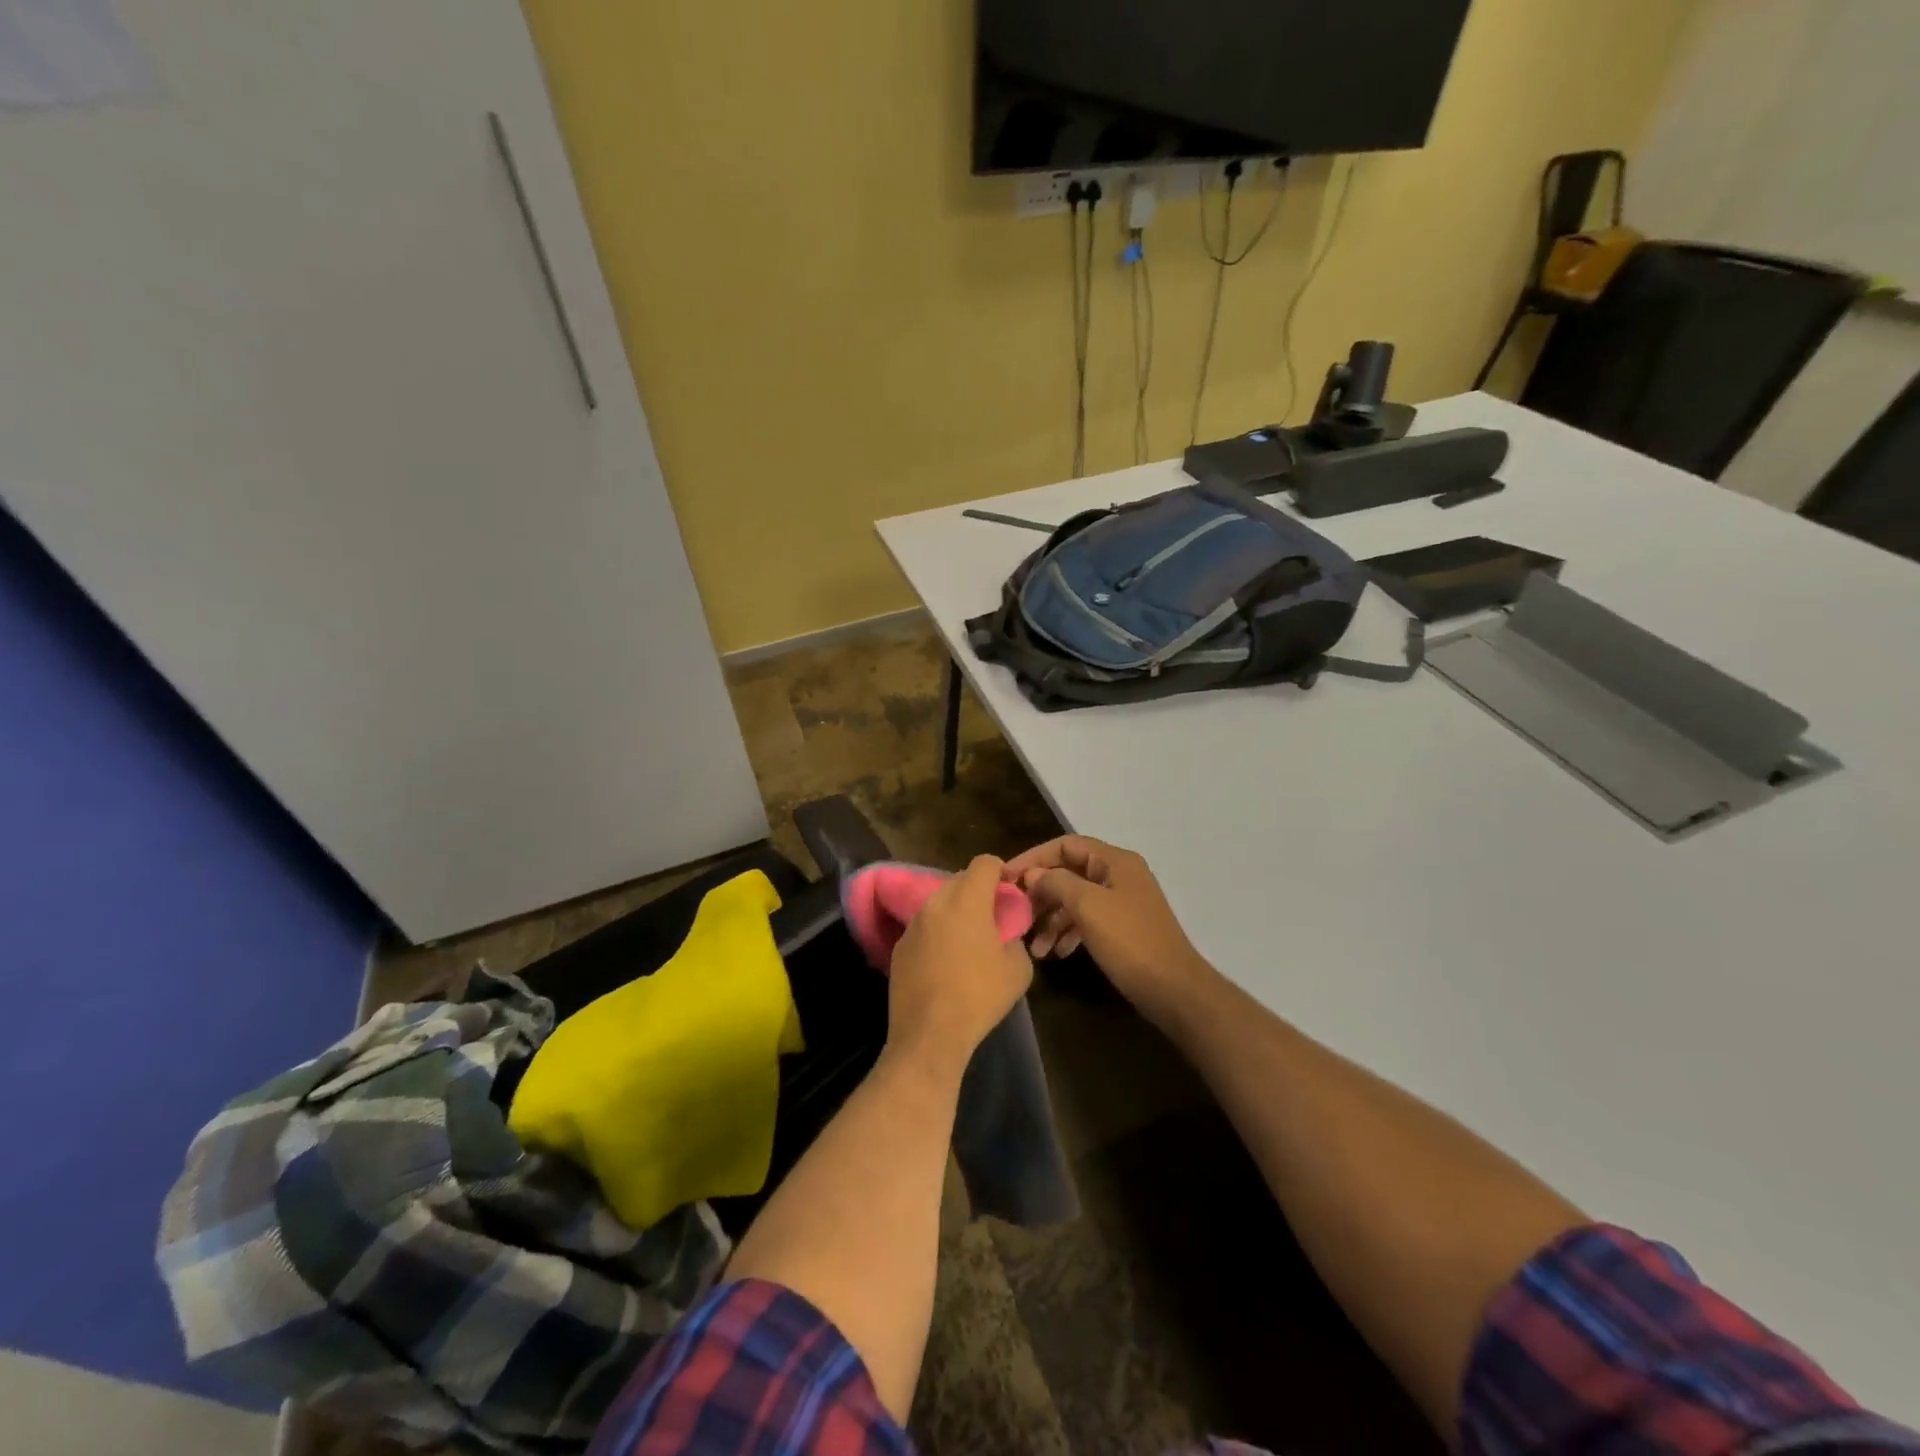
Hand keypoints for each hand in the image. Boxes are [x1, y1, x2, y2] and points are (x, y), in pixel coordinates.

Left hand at [887, 855, 1033, 1081]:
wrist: (929, 1033)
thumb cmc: (979, 996)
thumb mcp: (1018, 970)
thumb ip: (1015, 940)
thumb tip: (1005, 936)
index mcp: (967, 900)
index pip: (984, 862)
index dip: (1000, 870)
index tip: (1008, 889)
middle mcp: (936, 903)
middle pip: (959, 880)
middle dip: (977, 891)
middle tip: (991, 917)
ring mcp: (913, 924)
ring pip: (939, 903)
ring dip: (955, 912)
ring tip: (967, 940)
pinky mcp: (899, 946)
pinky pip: (924, 927)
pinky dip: (936, 933)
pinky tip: (944, 961)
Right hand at [1005, 836, 1215, 1023]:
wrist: (1174, 990)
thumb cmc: (1130, 941)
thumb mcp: (1088, 907)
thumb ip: (1057, 883)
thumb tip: (1033, 874)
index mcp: (1115, 861)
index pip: (1065, 845)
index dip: (1033, 858)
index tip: (1006, 878)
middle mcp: (1119, 875)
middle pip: (1069, 873)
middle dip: (1040, 893)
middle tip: (1016, 913)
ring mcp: (1122, 902)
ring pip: (1075, 900)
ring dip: (1051, 918)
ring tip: (1033, 946)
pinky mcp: (1122, 928)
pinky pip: (1087, 920)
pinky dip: (1068, 932)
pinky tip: (1056, 952)